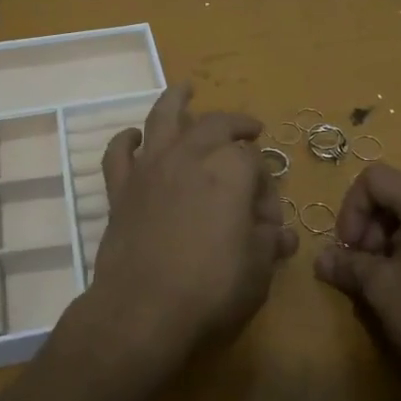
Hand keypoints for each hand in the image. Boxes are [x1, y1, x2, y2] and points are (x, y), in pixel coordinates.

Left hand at [74, 84, 297, 379]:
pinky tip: (134, 136)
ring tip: (185, 89)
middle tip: (250, 130)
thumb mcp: (258, 269)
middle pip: (215, 125)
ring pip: (162, 119)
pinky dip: (126, 140)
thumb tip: (281, 234)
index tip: (268, 217)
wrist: (141, 311)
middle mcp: (190, 156)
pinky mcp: (120, 189)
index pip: (256, 163)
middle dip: (236, 125)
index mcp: (230, 170)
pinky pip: (119, 153)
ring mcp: (150, 169)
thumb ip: (270, 242)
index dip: (267, 186)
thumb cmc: (210, 289)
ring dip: (176, 101)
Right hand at [315, 164, 400, 400]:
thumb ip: (349, 266)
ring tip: (394, 282)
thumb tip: (321, 259)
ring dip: (397, 240)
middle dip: (373, 226)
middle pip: (399, 194)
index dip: (351, 209)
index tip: (351, 249)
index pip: (374, 178)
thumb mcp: (382, 290)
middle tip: (368, 267)